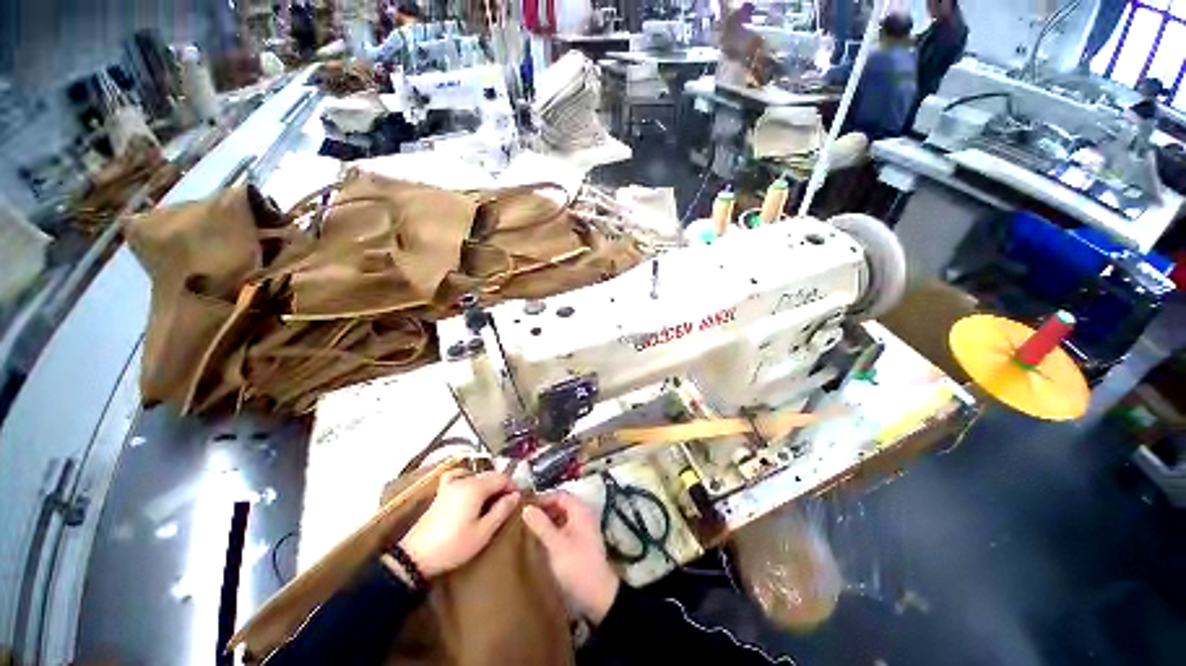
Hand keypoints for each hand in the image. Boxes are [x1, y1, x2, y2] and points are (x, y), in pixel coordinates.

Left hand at [399, 470, 518, 577]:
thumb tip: (515, 495)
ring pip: (477, 475)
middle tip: (507, 503)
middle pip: (490, 474)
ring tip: (491, 499)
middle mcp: (464, 480)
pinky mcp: (441, 491)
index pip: (502, 477)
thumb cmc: (453, 546)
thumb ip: (501, 510)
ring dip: (488, 483)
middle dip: (502, 485)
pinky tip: (470, 486)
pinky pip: (459, 475)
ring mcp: (450, 484)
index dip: (512, 486)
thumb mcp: (483, 532)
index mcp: (476, 487)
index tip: (517, 500)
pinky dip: (468, 476)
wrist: (416, 556)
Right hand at [522, 492, 619, 623]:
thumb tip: (526, 508)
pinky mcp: (580, 543)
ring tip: (527, 530)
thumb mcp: (556, 544)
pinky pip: (563, 530)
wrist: (597, 595)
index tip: (525, 507)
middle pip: (561, 505)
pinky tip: (539, 542)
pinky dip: (551, 532)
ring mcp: (582, 530)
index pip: (559, 495)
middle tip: (523, 518)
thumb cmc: (576, 565)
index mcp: (580, 510)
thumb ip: (541, 524)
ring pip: (561, 518)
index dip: (543, 499)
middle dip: (543, 510)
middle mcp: (583, 516)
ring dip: (546, 522)